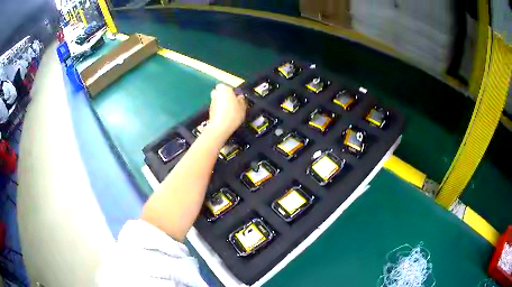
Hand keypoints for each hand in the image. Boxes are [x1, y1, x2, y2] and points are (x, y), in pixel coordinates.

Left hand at [208, 84, 246, 138]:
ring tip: (232, 113)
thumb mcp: (243, 106)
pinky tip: (227, 117)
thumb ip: (241, 99)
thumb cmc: (231, 115)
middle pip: (222, 93)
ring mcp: (211, 103)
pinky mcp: (210, 112)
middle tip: (235, 104)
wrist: (220, 128)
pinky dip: (221, 112)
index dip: (233, 92)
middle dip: (227, 98)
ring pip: (219, 101)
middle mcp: (215, 94)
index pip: (228, 86)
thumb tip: (241, 98)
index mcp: (223, 88)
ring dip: (224, 105)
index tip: (238, 98)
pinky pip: (217, 109)